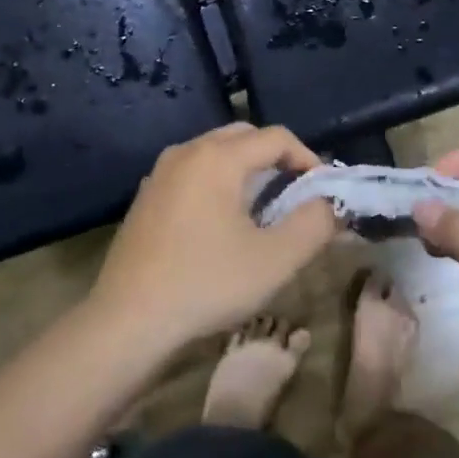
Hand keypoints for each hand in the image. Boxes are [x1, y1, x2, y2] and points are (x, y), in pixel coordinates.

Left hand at [92, 124, 339, 353]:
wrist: (127, 321)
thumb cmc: (206, 284)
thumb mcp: (275, 259)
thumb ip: (314, 224)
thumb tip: (331, 204)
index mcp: (217, 157)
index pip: (276, 137)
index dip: (307, 159)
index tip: (322, 192)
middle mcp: (186, 152)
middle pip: (244, 137)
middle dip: (276, 159)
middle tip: (296, 195)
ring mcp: (160, 173)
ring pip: (215, 153)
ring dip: (246, 170)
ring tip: (263, 209)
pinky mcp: (146, 197)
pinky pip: (193, 173)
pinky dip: (218, 182)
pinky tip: (222, 223)